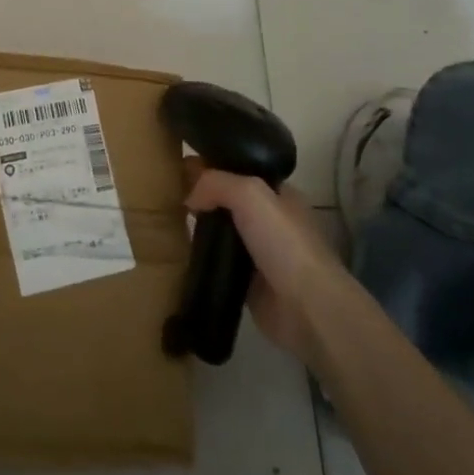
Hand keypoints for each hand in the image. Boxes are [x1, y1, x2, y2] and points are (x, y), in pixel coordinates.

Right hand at [186, 169, 346, 362]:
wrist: (307, 308)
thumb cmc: (283, 243)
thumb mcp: (250, 194)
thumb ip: (216, 183)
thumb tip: (189, 196)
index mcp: (279, 195)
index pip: (241, 170)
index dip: (212, 166)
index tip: (179, 166)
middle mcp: (270, 221)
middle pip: (228, 201)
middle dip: (202, 197)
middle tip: (168, 195)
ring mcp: (260, 253)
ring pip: (221, 232)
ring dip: (199, 229)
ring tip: (166, 221)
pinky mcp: (248, 283)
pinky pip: (218, 262)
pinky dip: (201, 258)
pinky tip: (179, 252)